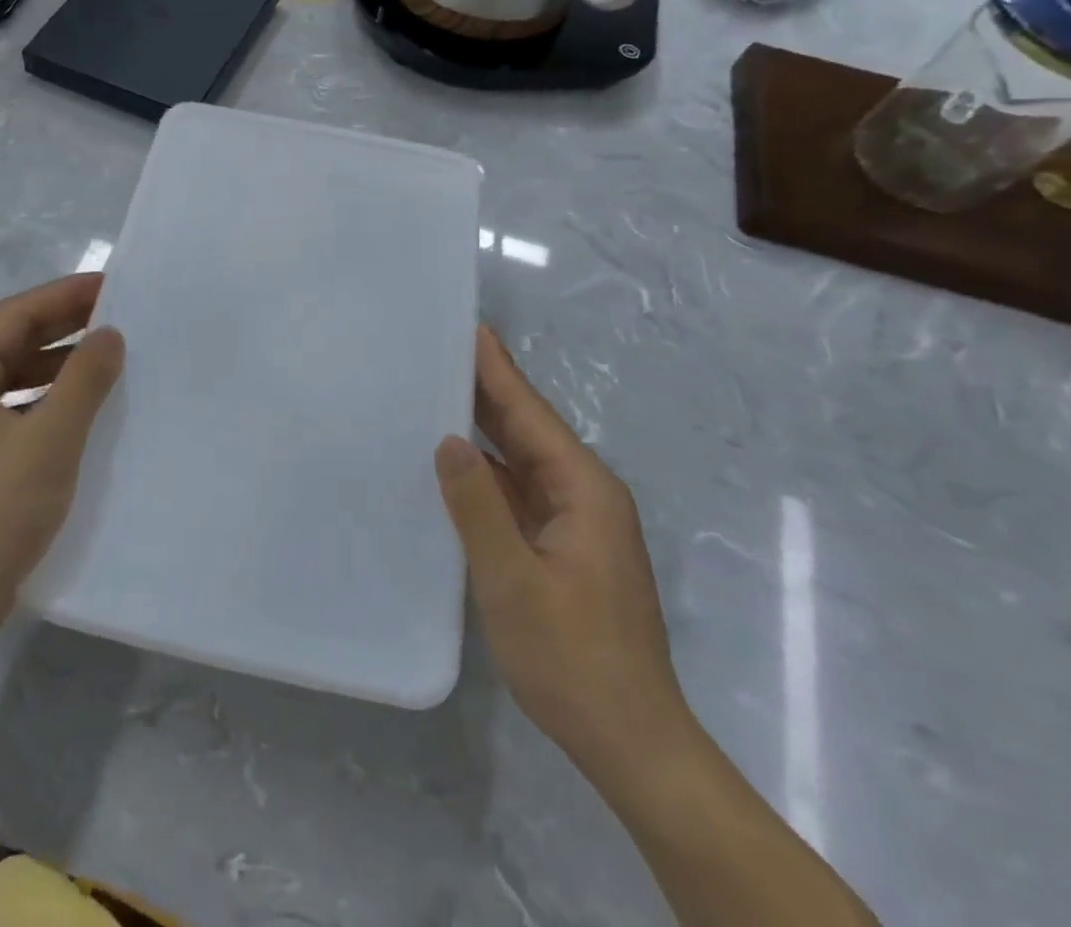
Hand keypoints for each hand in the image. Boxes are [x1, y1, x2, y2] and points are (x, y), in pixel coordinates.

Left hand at [0, 273, 123, 661]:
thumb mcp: (50, 439)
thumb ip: (85, 379)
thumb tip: (110, 334)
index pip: (14, 314)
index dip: (67, 296)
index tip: (114, 285)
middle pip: (8, 342)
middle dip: (64, 329)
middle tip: (120, 317)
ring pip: (8, 377)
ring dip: (55, 366)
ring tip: (108, 358)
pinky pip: (4, 409)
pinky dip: (41, 401)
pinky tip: (79, 407)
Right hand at [436, 327, 692, 786]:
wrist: (631, 742)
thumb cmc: (573, 659)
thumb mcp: (513, 581)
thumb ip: (478, 507)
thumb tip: (449, 440)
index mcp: (583, 489)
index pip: (531, 414)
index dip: (497, 370)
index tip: (469, 328)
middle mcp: (585, 494)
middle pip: (529, 429)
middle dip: (488, 389)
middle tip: (441, 350)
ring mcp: (576, 522)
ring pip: (523, 460)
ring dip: (485, 428)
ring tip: (438, 392)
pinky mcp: (564, 546)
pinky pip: (520, 491)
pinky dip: (488, 470)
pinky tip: (454, 463)